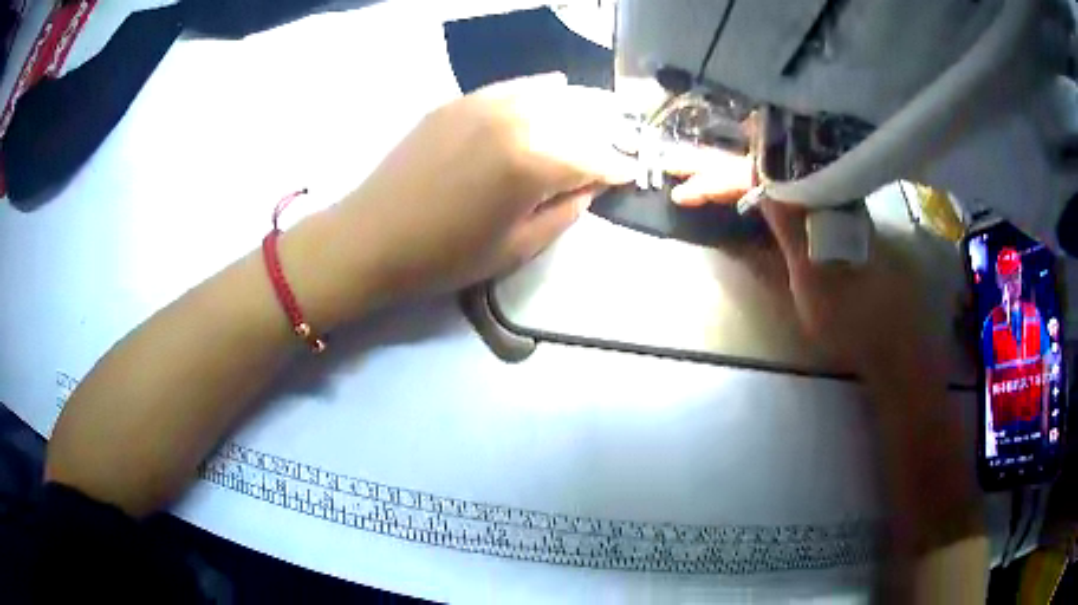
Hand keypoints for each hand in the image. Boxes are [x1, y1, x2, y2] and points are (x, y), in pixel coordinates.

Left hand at [315, 73, 633, 318]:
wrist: (372, 237)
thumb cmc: (446, 256)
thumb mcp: (518, 247)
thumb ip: (566, 210)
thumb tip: (591, 183)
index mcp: (534, 162)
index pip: (595, 158)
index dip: (618, 167)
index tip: (631, 174)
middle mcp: (517, 119)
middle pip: (580, 116)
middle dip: (606, 131)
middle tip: (617, 145)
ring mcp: (485, 103)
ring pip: (550, 92)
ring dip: (580, 105)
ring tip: (596, 115)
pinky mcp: (460, 100)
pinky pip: (513, 85)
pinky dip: (540, 88)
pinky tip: (552, 87)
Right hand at [671, 153, 934, 376]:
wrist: (888, 336)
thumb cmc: (854, 317)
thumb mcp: (817, 282)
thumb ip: (790, 232)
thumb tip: (758, 181)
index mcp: (823, 205)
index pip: (764, 178)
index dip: (720, 181)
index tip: (682, 192)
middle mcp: (824, 193)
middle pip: (765, 167)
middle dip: (717, 165)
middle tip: (675, 165)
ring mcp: (824, 204)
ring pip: (772, 176)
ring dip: (732, 171)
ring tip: (693, 169)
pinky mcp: (823, 218)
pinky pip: (783, 191)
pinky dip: (752, 186)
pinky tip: (733, 186)